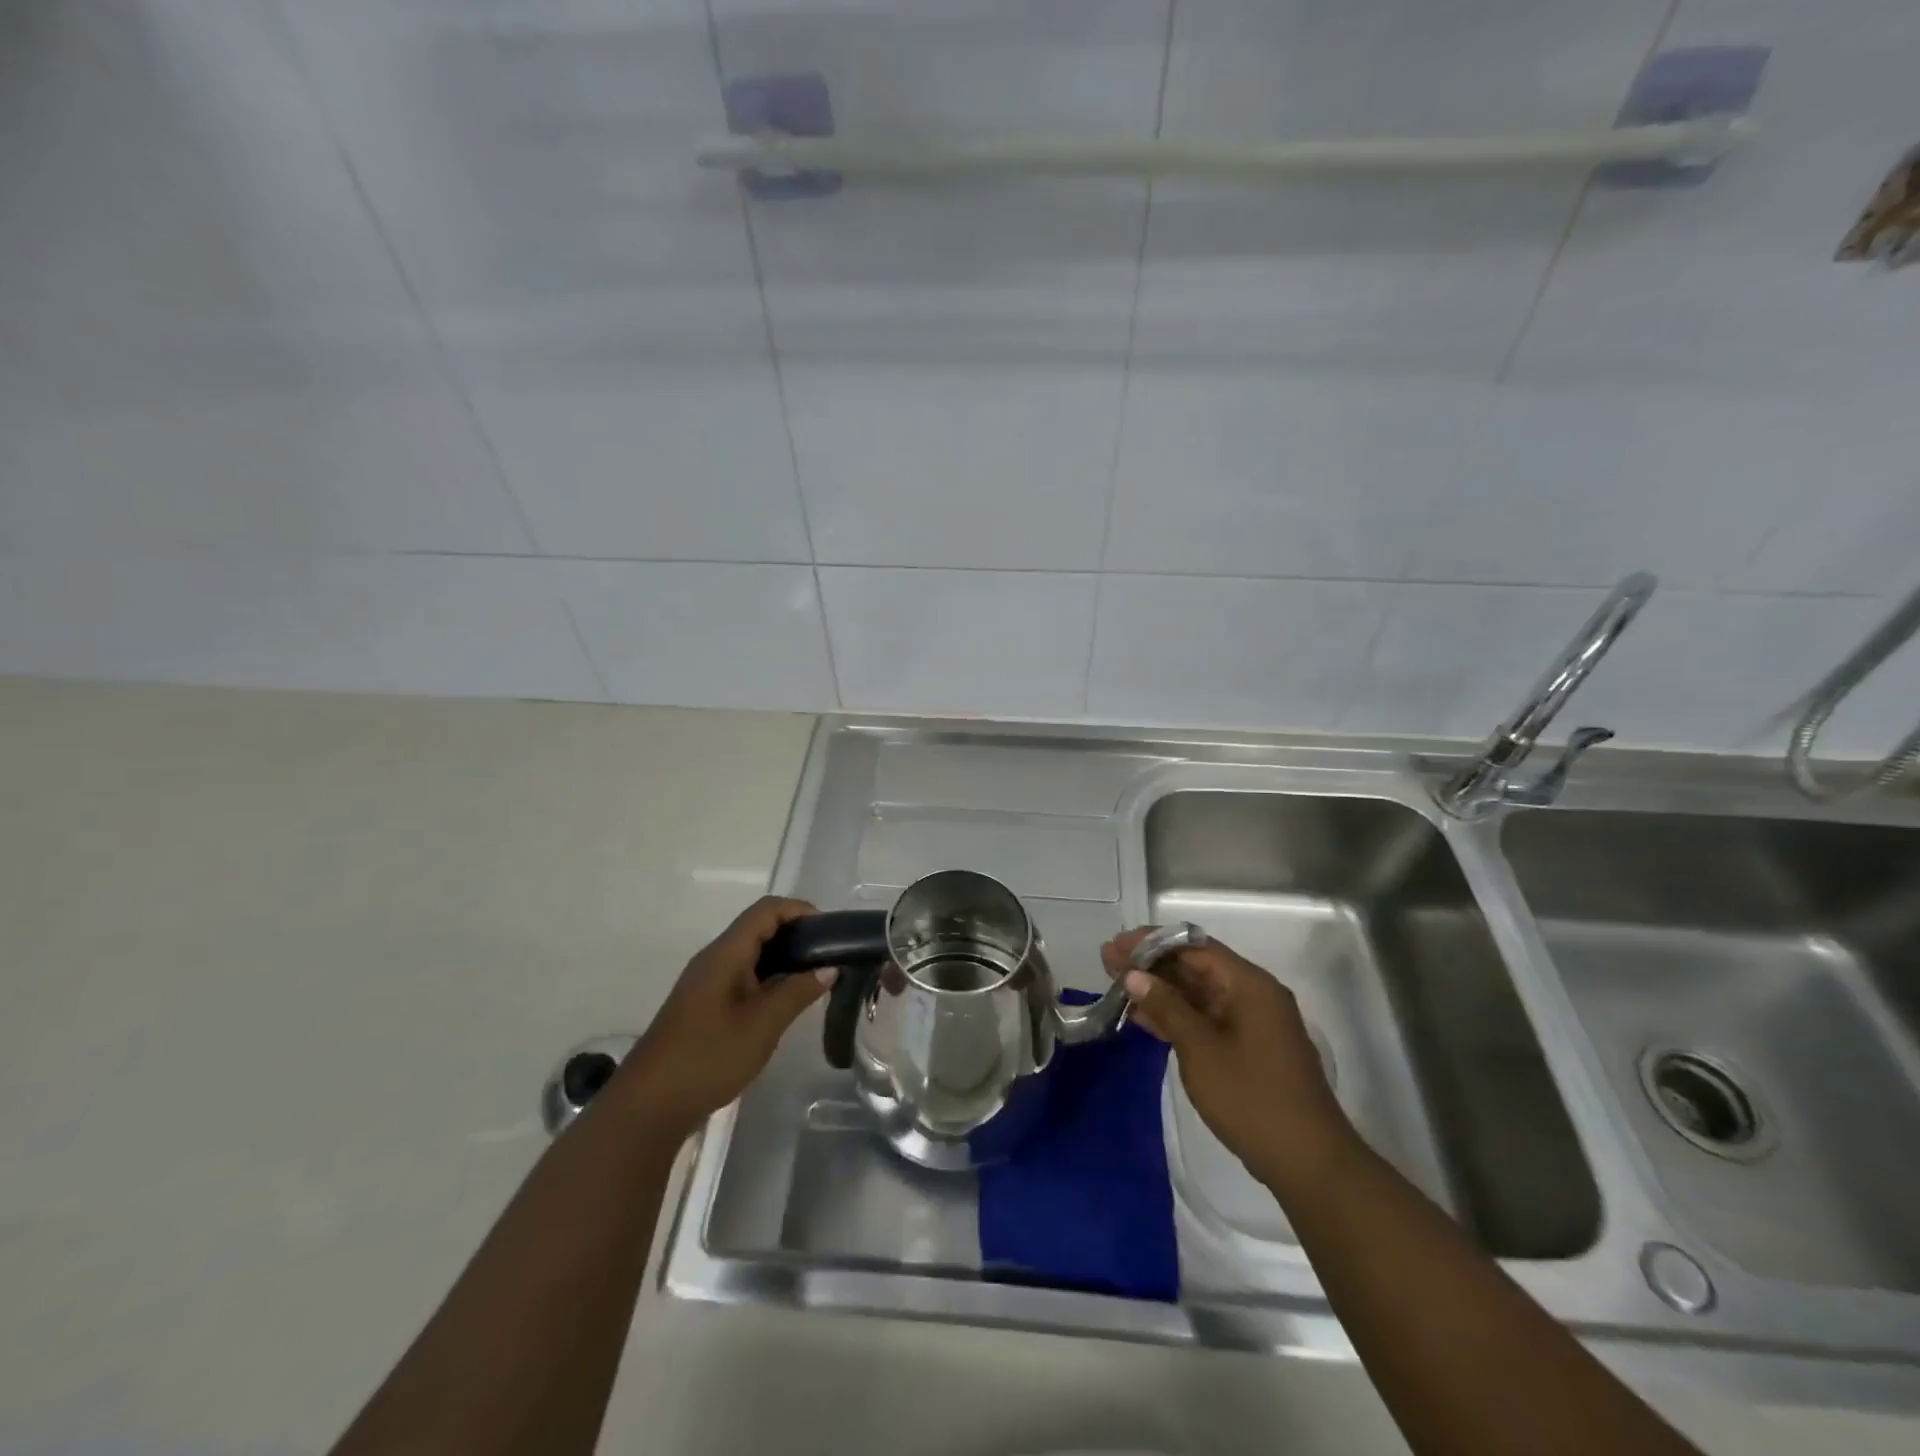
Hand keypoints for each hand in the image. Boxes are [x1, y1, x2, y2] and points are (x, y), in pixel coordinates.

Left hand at [616, 896, 832, 1136]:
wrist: (649, 1106)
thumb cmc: (708, 1057)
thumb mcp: (762, 1025)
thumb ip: (798, 992)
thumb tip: (829, 968)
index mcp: (725, 953)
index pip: (767, 909)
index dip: (801, 910)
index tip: (831, 933)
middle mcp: (714, 958)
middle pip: (759, 927)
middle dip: (797, 934)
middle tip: (828, 957)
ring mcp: (706, 981)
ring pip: (751, 953)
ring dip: (784, 958)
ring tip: (815, 978)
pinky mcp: (705, 1004)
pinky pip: (743, 975)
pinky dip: (769, 977)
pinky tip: (785, 1002)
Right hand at [1102, 928, 1356, 1191]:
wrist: (1307, 1162)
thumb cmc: (1252, 1097)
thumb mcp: (1200, 1049)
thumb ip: (1166, 1007)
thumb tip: (1134, 975)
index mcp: (1249, 984)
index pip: (1194, 947)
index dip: (1152, 942)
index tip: (1117, 944)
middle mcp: (1253, 995)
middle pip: (1195, 967)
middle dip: (1151, 964)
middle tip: (1108, 962)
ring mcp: (1252, 1023)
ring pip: (1198, 993)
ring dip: (1160, 990)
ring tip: (1117, 985)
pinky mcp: (1248, 1048)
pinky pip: (1206, 1018)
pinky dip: (1176, 1015)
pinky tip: (1143, 1018)